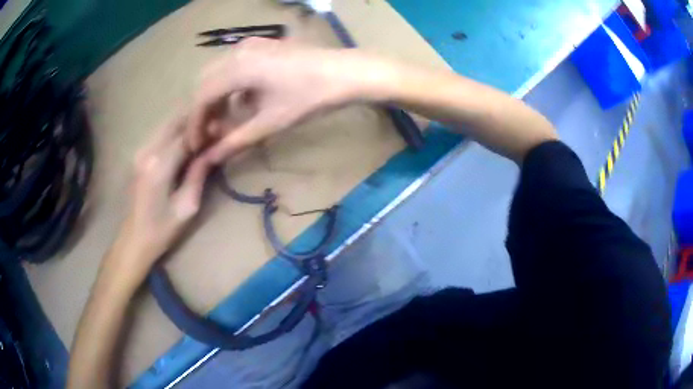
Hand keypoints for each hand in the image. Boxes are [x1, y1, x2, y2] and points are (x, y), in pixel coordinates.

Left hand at [110, 115, 210, 279]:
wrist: (134, 239)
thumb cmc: (162, 229)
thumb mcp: (187, 206)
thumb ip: (199, 173)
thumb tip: (214, 149)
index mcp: (160, 164)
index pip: (188, 133)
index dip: (207, 129)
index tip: (223, 132)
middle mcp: (148, 150)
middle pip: (176, 121)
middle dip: (197, 120)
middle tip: (216, 128)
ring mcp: (141, 150)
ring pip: (168, 123)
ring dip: (187, 124)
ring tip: (205, 134)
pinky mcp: (139, 154)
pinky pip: (161, 133)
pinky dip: (177, 132)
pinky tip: (188, 142)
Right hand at [187, 37, 389, 162]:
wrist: (347, 73)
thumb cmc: (310, 97)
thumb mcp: (270, 122)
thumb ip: (236, 140)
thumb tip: (210, 158)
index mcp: (237, 67)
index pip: (202, 97)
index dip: (195, 123)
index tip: (196, 146)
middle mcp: (238, 51)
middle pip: (206, 82)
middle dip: (203, 111)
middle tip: (209, 135)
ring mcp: (251, 44)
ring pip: (219, 73)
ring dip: (216, 98)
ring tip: (224, 124)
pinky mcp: (262, 46)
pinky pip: (234, 66)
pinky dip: (230, 87)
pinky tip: (241, 104)